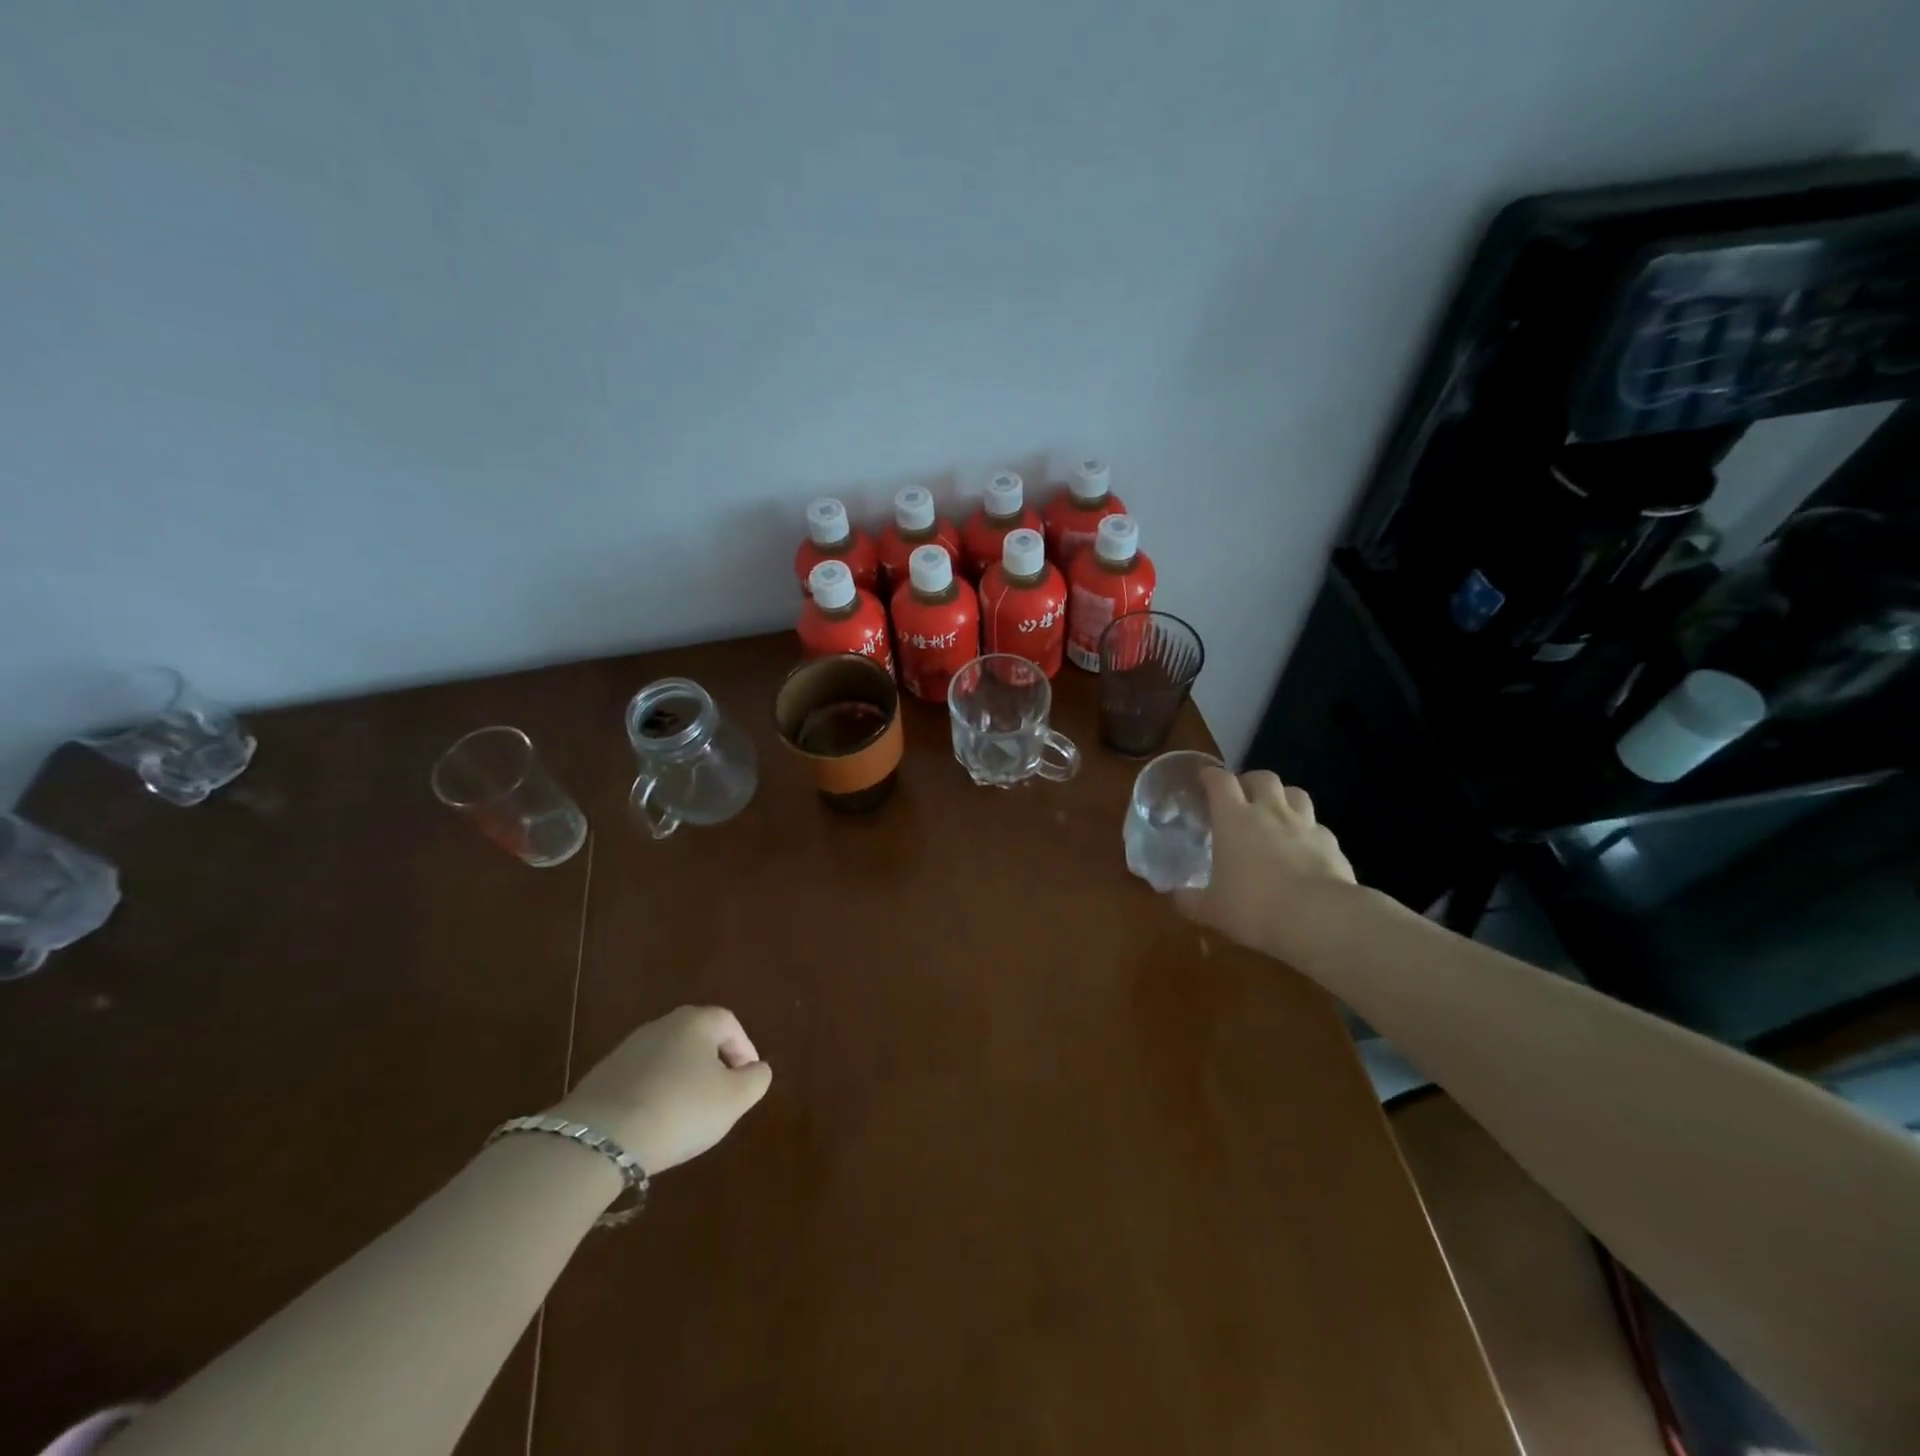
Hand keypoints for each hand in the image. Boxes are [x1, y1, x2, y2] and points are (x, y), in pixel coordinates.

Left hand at [551, 1006, 771, 1174]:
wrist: (599, 1138)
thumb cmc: (681, 1109)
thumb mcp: (734, 1099)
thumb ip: (756, 1079)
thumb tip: (757, 1069)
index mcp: (697, 1021)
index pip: (730, 1024)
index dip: (744, 1050)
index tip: (748, 1080)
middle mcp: (662, 1024)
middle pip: (698, 1038)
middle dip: (713, 1064)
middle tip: (721, 1096)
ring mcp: (628, 1049)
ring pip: (668, 1058)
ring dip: (683, 1080)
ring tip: (688, 1114)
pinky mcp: (602, 1076)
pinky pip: (642, 1079)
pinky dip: (655, 1094)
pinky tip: (655, 1122)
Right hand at [1174, 769, 1355, 958]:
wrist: (1320, 919)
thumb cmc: (1255, 907)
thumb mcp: (1212, 910)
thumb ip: (1190, 900)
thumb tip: (1175, 896)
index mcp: (1234, 819)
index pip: (1220, 781)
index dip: (1211, 776)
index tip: (1204, 778)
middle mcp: (1270, 812)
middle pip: (1262, 777)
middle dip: (1250, 781)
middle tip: (1242, 797)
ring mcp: (1304, 825)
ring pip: (1295, 793)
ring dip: (1283, 797)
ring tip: (1275, 813)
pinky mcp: (1331, 843)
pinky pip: (1317, 826)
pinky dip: (1308, 830)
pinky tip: (1304, 848)